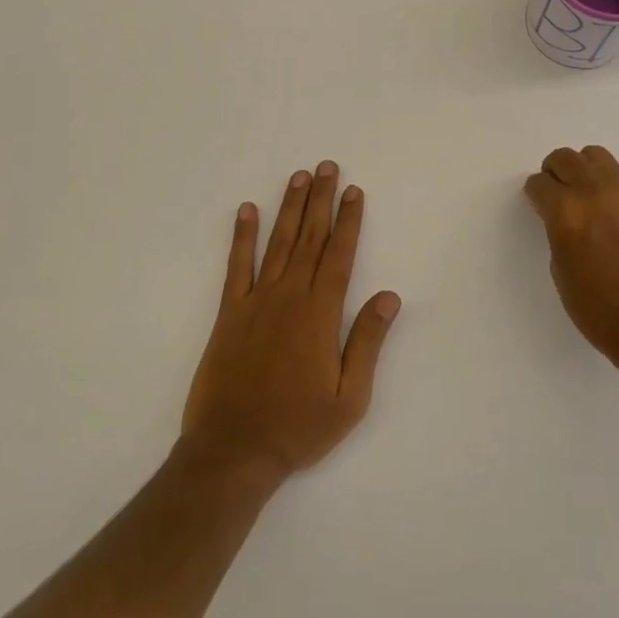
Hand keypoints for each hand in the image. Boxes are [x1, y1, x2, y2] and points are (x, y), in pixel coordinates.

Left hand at [181, 162, 401, 484]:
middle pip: (310, 238)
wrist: (233, 450)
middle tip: (328, 167)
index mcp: (320, 314)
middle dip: (321, 200)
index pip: (340, 255)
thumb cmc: (298, 427)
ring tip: (299, 177)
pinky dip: (242, 236)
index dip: (349, 221)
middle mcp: (289, 297)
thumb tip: (389, 296)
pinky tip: (247, 210)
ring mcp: (256, 301)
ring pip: (278, 243)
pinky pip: (237, 266)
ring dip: (290, 208)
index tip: (355, 191)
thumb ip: (368, 342)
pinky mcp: (229, 313)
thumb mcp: (349, 397)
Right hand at [524, 145, 618, 365]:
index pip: (540, 183)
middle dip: (554, 171)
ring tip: (582, 194)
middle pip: (566, 158)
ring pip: (596, 156)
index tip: (536, 203)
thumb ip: (558, 232)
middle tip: (555, 192)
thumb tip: (561, 216)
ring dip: (582, 168)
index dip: (535, 193)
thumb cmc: (599, 309)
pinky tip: (609, 212)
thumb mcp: (561, 270)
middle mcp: (595, 193)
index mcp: (567, 213)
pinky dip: (606, 184)